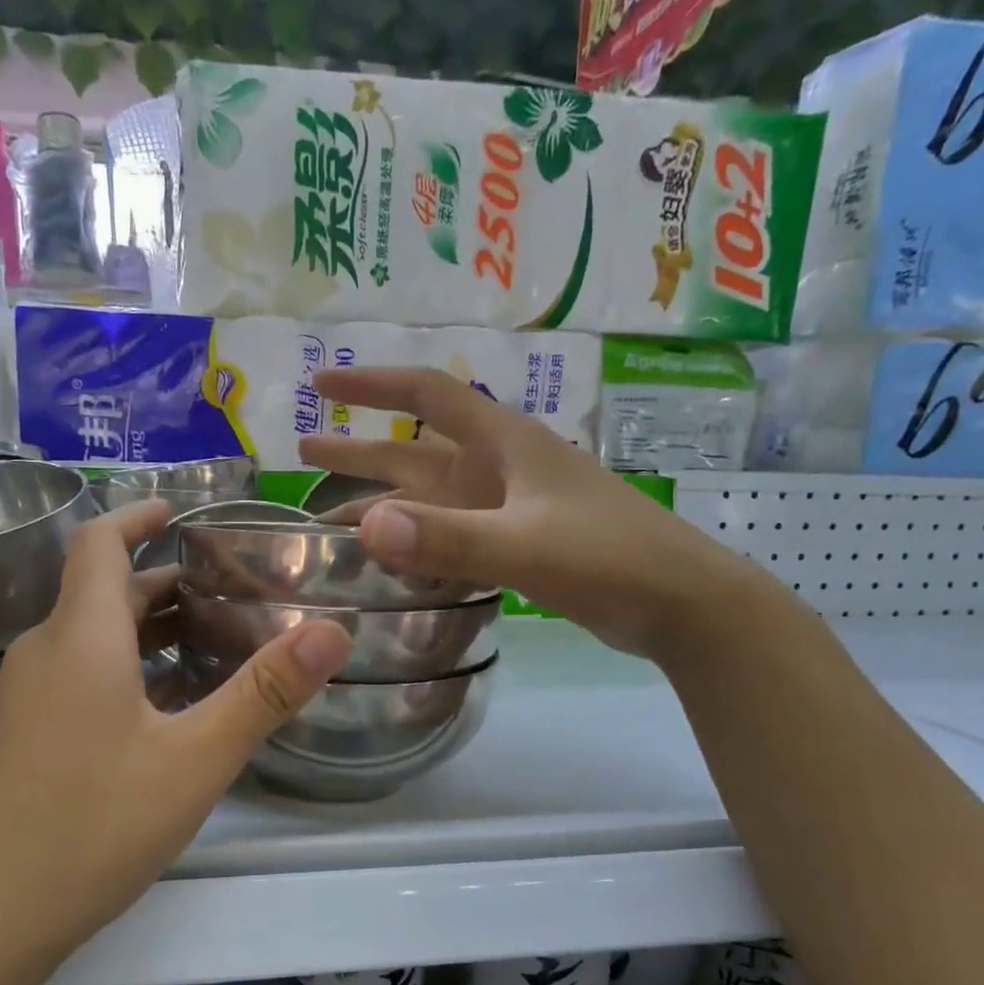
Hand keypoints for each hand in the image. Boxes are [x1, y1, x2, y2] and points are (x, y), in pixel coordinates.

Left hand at [0, 500, 351, 955]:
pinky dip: (126, 672)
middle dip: (164, 582)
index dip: (138, 516)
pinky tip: (166, 713)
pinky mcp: (21, 742)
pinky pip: (79, 680)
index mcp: (80, 637)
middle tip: (230, 591)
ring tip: (212, 644)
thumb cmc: (90, 825)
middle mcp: (44, 655)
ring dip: (148, 631)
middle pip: (103, 594)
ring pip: (92, 641)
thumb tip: (332, 631)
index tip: (182, 511)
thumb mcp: (194, 760)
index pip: (99, 543)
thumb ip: (264, 692)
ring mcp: (25, 701)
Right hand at [301, 365, 764, 657]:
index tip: (321, 382)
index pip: (427, 396)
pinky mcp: (520, 543)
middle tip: (302, 451)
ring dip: (383, 501)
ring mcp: (510, 507)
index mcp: (504, 444)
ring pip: (431, 498)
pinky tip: (392, 557)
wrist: (681, 602)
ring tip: (329, 517)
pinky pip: (452, 532)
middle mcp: (500, 468)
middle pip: (416, 450)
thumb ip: (448, 538)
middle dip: (360, 450)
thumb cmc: (608, 558)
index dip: (372, 385)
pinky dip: (417, 539)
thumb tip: (365, 527)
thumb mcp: (524, 545)